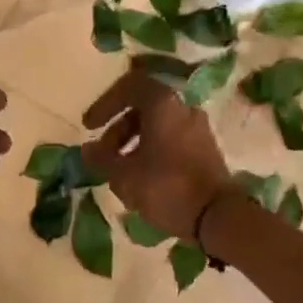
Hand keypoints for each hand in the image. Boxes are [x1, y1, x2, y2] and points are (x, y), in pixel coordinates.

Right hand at [82, 65, 232, 241]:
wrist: (216, 216)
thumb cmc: (165, 187)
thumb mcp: (122, 175)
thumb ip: (101, 159)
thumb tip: (87, 150)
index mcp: (163, 105)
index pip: (129, 86)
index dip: (104, 104)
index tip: (89, 127)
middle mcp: (183, 109)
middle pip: (143, 108)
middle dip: (117, 129)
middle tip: (103, 155)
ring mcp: (198, 129)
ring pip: (158, 126)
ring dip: (133, 143)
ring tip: (119, 172)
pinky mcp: (206, 150)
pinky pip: (171, 141)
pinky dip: (151, 152)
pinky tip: (141, 179)